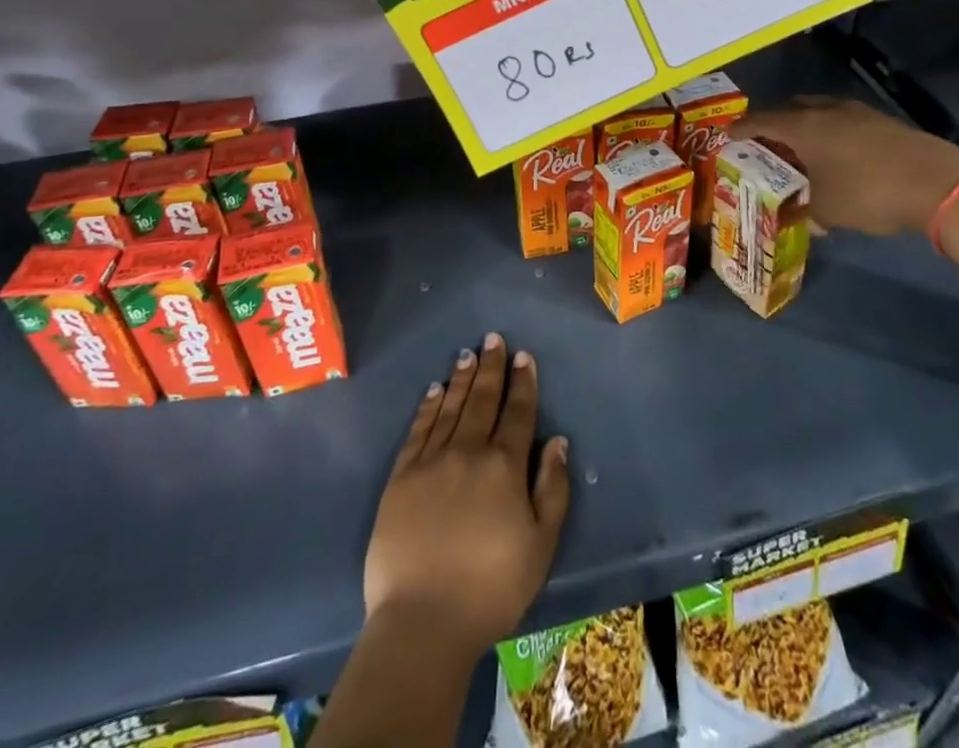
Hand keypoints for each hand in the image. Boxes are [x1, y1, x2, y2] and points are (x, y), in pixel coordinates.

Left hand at [364, 333, 571, 659]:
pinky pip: (418, 429)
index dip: (523, 382)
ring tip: (467, 354)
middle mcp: (468, 451)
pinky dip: (428, 406)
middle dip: (491, 367)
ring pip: (450, 407)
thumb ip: (552, 489)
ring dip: (461, 378)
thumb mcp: (540, 545)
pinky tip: (434, 389)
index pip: (517, 412)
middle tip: (493, 339)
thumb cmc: (491, 588)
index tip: (523, 356)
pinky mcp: (401, 476)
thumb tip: (557, 440)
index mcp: (504, 466)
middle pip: (482, 400)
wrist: (423, 620)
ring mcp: (431, 460)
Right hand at [735, 96, 958, 236]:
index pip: (761, 121)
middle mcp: (825, 110)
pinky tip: (836, 152)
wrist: (938, 183)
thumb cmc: (869, 193)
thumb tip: (801, 216)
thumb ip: (805, 210)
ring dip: (804, 124)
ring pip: (818, 111)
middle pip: (789, 108)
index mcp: (803, 126)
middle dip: (773, 122)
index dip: (741, 128)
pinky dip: (829, 130)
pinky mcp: (882, 121)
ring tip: (799, 146)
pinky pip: (841, 119)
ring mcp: (857, 112)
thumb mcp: (828, 210)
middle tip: (763, 141)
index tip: (727, 135)